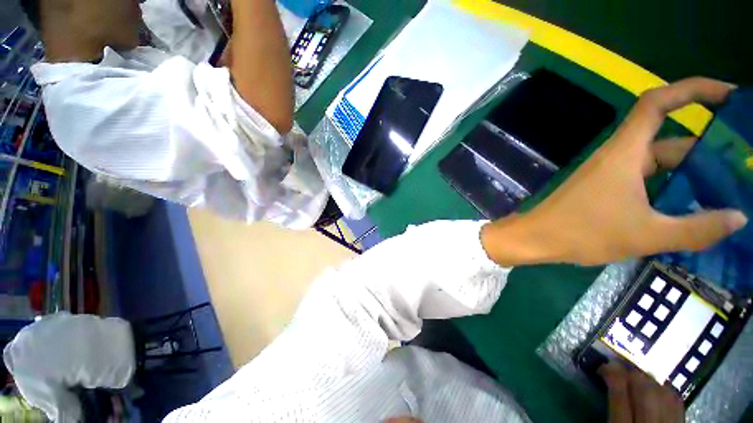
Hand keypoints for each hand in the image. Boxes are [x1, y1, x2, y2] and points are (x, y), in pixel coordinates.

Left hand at [482, 77, 747, 266]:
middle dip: (705, 146)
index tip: (728, 95)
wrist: (536, 238)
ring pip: (657, 162)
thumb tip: (739, 218)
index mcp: (625, 152)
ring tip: (725, 189)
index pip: (657, 103)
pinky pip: (644, 179)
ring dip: (690, 171)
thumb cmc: (584, 232)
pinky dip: (668, 186)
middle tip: (740, 163)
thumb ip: (697, 228)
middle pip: (667, 138)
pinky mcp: (603, 187)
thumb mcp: (647, 234)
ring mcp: (608, 172)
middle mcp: (617, 156)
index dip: (692, 89)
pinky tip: (689, 206)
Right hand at [599, 362, 683, 422]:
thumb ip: (609, 412)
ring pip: (664, 394)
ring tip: (638, 377)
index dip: (612, 374)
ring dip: (650, 379)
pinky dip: (667, 391)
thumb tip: (606, 382)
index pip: (619, 395)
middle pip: (645, 391)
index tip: (604, 367)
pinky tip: (659, 389)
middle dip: (632, 373)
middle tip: (621, 369)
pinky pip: (677, 403)